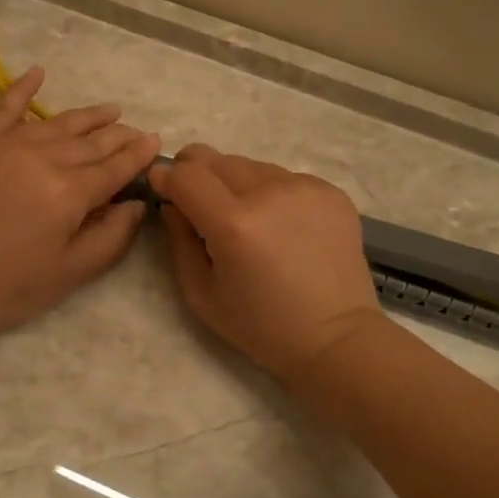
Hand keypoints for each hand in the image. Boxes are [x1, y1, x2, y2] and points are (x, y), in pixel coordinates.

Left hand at [0, 67, 159, 346]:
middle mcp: (44, 158)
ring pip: (59, 122)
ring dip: (89, 116)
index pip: (115, 168)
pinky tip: (40, 73)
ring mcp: (8, 142)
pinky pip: (6, 105)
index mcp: (70, 193)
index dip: (139, 155)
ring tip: (111, 110)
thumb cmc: (8, 286)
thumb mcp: (71, 272)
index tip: (156, 142)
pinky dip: (24, 87)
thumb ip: (112, 237)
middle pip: (92, 141)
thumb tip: (136, 204)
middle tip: (136, 132)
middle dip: (119, 136)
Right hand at [151, 144, 384, 381]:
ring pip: (251, 165)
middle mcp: (269, 193)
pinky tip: (282, 226)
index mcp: (233, 224)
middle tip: (200, 204)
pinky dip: (271, 193)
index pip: (186, 174)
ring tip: (247, 220)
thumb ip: (180, 240)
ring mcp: (304, 188)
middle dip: (198, 175)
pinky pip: (284, 177)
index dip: (167, 177)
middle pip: (216, 159)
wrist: (335, 338)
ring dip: (236, 183)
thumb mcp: (201, 293)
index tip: (163, 188)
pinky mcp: (330, 191)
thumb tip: (172, 203)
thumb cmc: (261, 326)